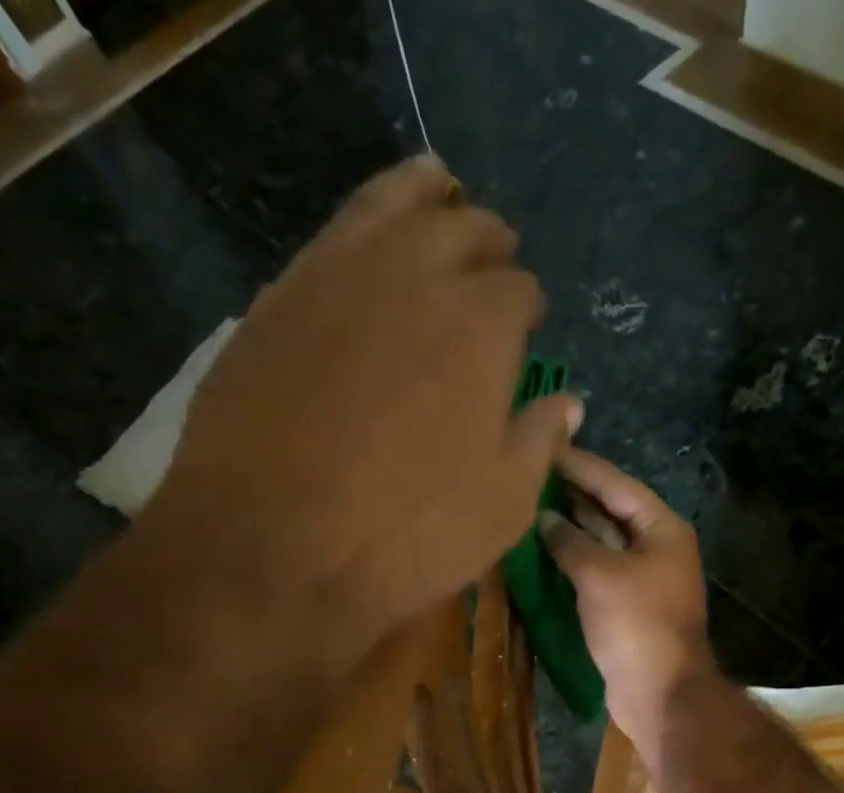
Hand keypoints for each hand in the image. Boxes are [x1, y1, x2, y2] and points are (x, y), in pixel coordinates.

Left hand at [156, 156, 581, 656]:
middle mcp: (412, 276)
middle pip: (461, 228)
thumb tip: (568, 403)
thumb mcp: (504, 505)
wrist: (275, 547)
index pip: (518, 290)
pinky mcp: (278, 295)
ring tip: (440, 194)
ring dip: (426, 199)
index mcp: (480, 326)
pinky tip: (369, 243)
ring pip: (391, 203)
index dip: (527, 306)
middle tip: (495, 257)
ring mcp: (336, 275)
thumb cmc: (411, 534)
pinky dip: (364, 226)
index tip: (527, 325)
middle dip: (487, 241)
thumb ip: (539, 441)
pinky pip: (333, 235)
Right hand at [538, 447, 714, 749]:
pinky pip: (598, 571)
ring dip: (570, 527)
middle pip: (611, 511)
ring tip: (529, 504)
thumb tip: (544, 519)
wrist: (659, 691)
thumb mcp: (599, 574)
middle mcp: (656, 548)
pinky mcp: (628, 607)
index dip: (581, 466)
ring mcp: (643, 579)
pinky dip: (574, 560)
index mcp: (662, 529)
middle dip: (573, 494)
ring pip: (603, 543)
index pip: (617, 485)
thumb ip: (569, 541)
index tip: (545, 446)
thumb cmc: (635, 624)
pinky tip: (543, 550)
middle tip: (530, 472)